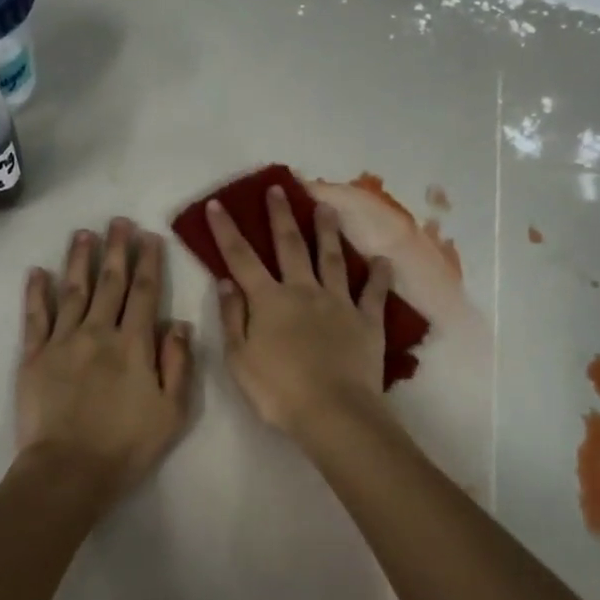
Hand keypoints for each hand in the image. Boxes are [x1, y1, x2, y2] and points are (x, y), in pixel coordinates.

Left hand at [17, 220, 194, 499]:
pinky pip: (35, 317)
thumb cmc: (127, 445)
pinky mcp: (33, 357)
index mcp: (134, 344)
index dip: (149, 262)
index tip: (150, 236)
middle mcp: (98, 332)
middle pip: (109, 283)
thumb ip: (178, 364)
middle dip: (116, 249)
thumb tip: (180, 324)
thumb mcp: (173, 412)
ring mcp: (62, 341)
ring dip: (79, 259)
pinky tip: (37, 272)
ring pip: (72, 290)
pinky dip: (36, 292)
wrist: (68, 471)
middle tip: (118, 221)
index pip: (145, 293)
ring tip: (83, 233)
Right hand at [208, 189, 392, 437]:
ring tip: (326, 207)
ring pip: (331, 258)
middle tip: (278, 188)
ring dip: (327, 231)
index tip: (217, 204)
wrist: (333, 411)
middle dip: (281, 215)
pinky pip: (373, 293)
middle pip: (290, 246)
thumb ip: (232, 317)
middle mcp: (303, 291)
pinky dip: (378, 276)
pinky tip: (382, 261)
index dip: (227, 231)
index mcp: (269, 301)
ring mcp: (338, 302)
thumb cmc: (278, 390)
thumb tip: (227, 282)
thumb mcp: (239, 359)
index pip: (241, 258)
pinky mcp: (367, 320)